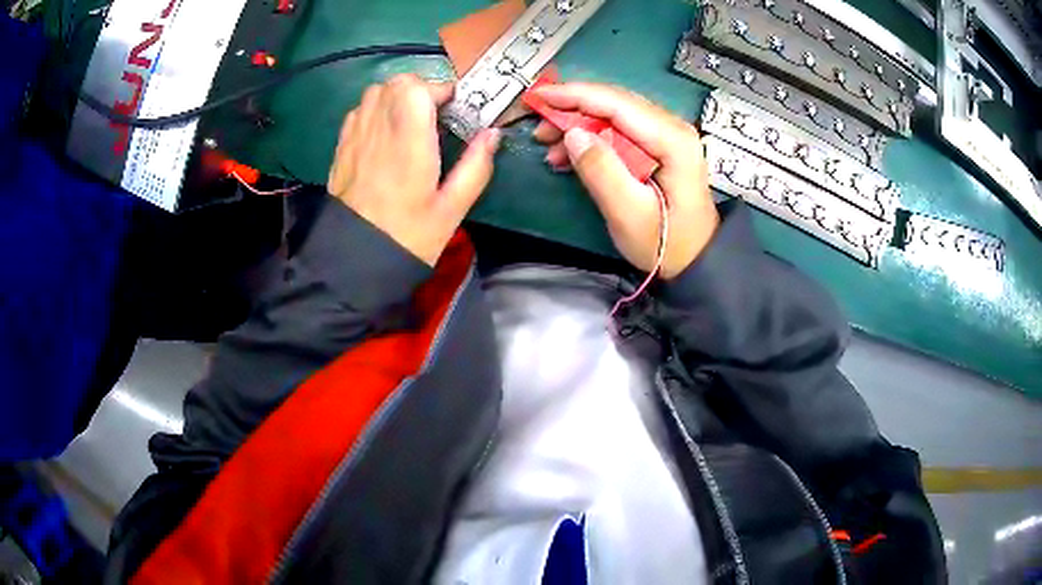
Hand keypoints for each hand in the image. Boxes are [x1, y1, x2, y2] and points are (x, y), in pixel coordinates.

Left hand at [327, 74, 501, 265]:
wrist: (355, 262)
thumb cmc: (408, 238)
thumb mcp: (451, 210)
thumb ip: (475, 167)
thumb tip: (493, 134)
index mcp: (408, 144)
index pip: (416, 89)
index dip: (439, 90)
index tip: (453, 109)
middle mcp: (378, 131)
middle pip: (395, 83)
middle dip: (420, 90)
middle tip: (434, 114)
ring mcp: (355, 138)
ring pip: (374, 93)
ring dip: (396, 97)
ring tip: (410, 122)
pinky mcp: (342, 148)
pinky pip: (358, 111)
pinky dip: (375, 110)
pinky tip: (385, 134)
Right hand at [531, 83, 718, 278]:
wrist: (694, 259)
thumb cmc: (664, 243)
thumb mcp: (628, 214)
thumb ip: (601, 172)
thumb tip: (572, 134)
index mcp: (672, 139)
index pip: (617, 104)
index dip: (574, 95)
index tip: (538, 97)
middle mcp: (672, 127)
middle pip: (615, 103)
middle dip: (572, 108)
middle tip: (538, 126)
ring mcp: (667, 134)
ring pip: (614, 114)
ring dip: (579, 124)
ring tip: (548, 145)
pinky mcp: (659, 145)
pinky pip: (619, 129)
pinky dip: (591, 137)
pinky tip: (569, 154)